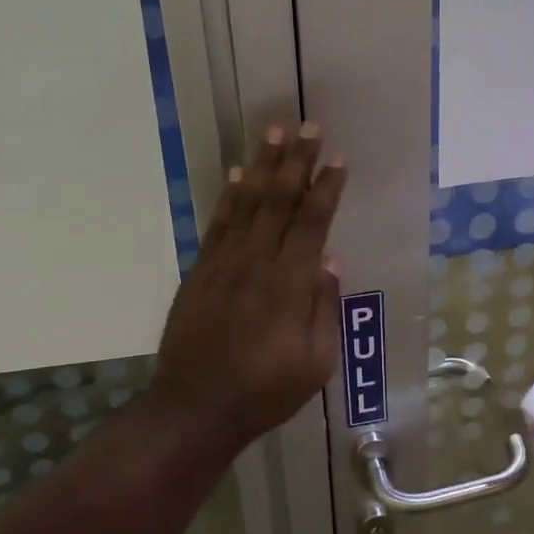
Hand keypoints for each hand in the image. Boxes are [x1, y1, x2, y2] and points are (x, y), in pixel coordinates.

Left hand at [153, 124, 347, 450]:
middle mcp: (257, 263)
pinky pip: (217, 224)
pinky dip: (228, 196)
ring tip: (273, 132)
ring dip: (262, 166)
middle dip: (296, 161)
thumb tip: (330, 260)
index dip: (326, 188)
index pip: (312, 224)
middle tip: (308, 126)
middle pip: (279, 201)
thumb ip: (325, 308)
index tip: (338, 159)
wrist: (196, 408)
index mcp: (290, 286)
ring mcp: (224, 264)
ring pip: (246, 203)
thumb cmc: (266, 391)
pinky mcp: (200, 272)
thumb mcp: (315, 363)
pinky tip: (236, 174)